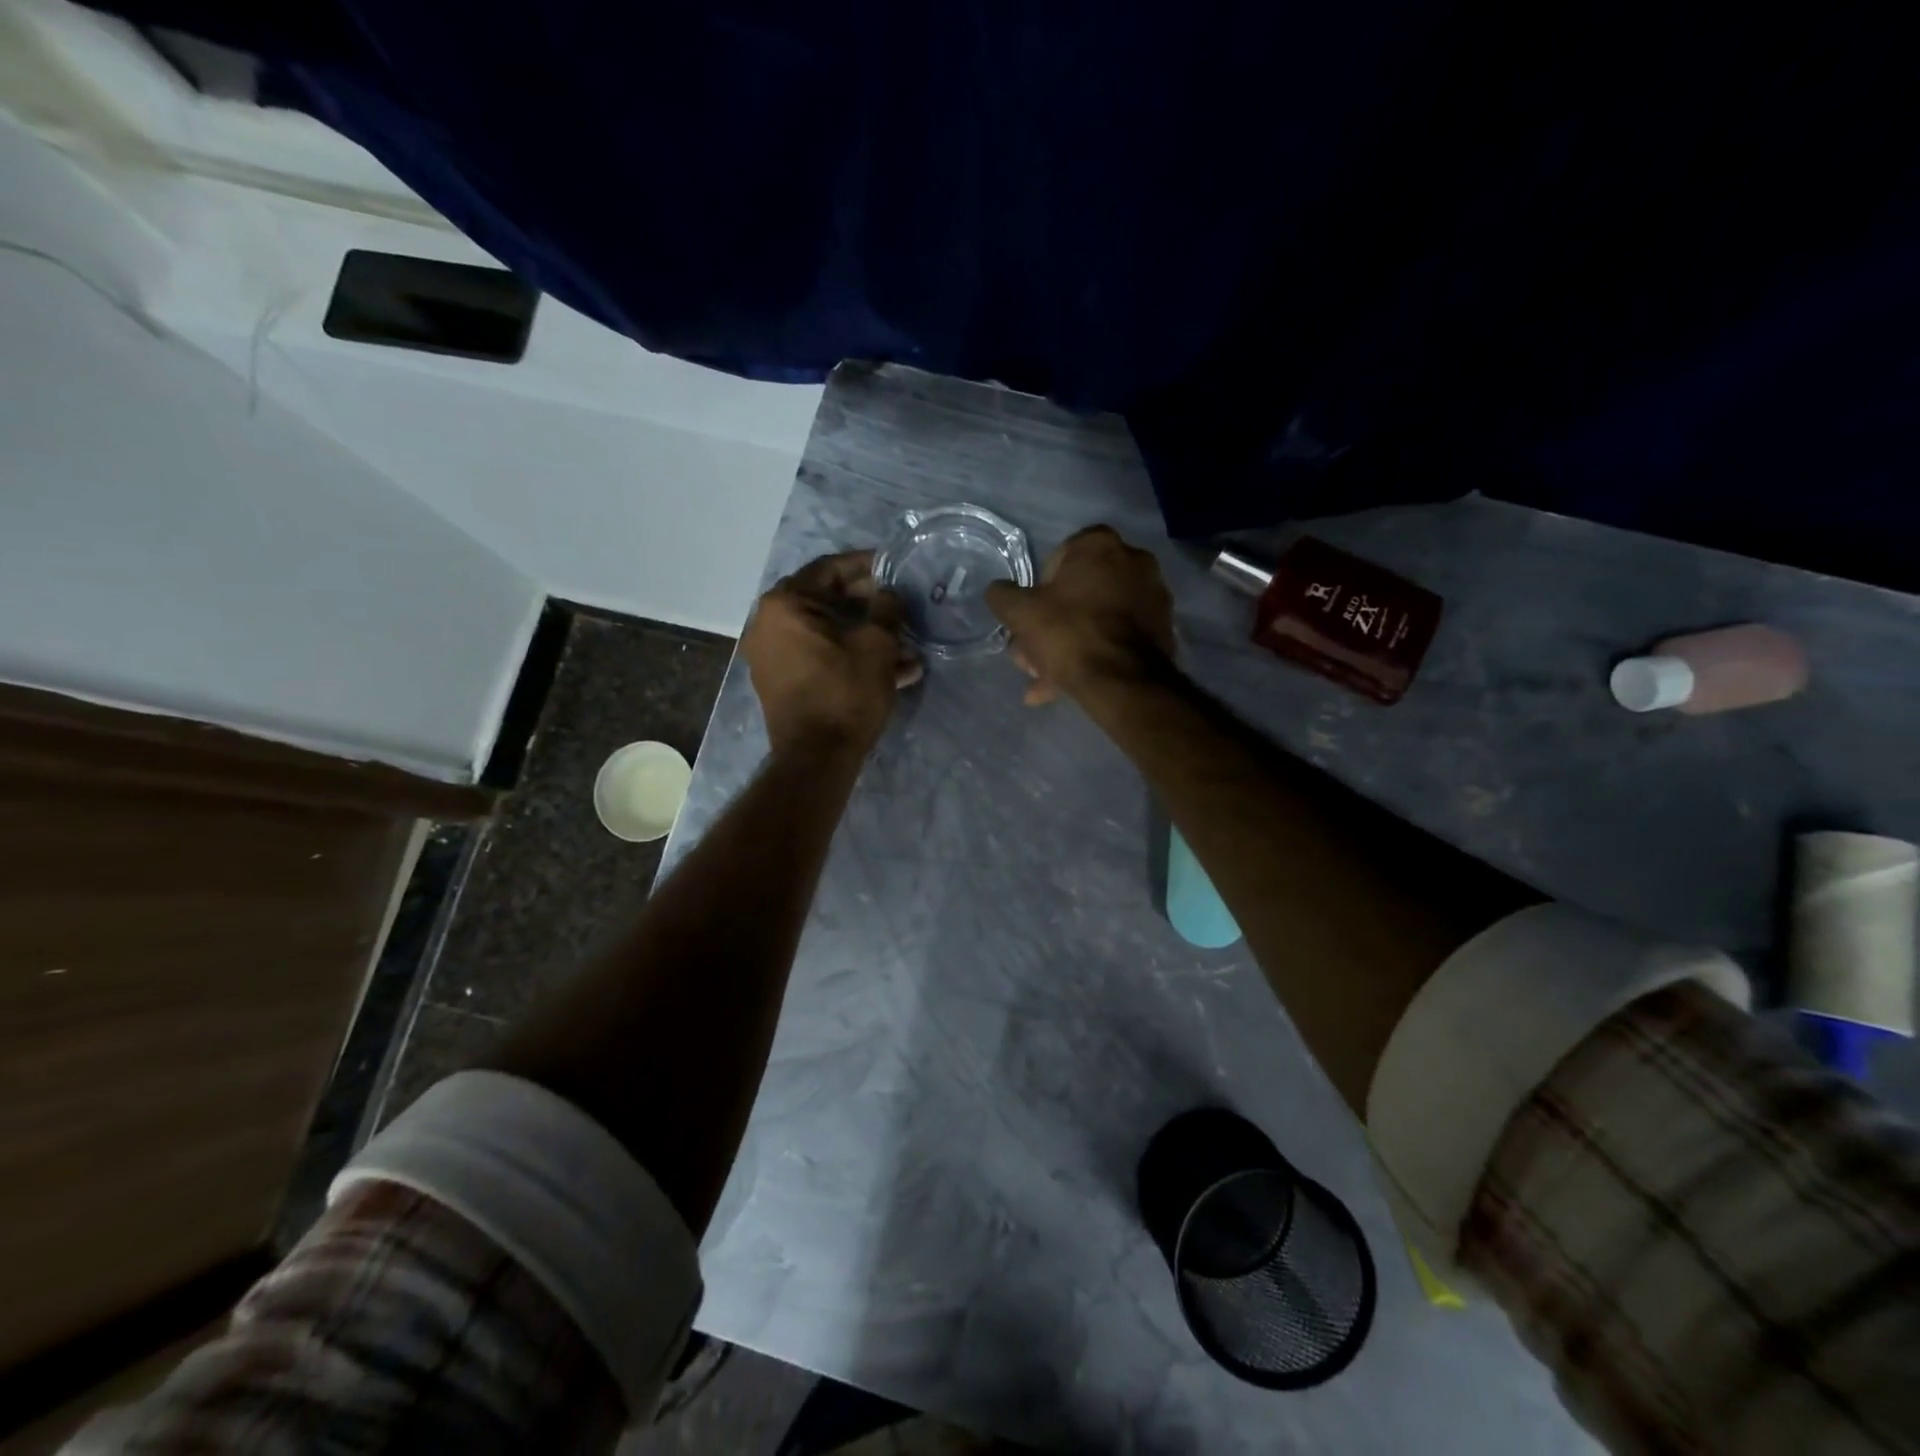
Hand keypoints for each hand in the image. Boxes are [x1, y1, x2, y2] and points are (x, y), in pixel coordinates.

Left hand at [743, 551, 922, 754]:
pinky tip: (895, 671)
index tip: (894, 565)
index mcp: (784, 605)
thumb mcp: (876, 645)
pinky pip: (822, 658)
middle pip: (828, 602)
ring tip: (907, 647)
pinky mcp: (784, 683)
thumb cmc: (845, 692)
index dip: (866, 565)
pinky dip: (852, 659)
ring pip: (829, 634)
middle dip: (870, 607)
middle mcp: (769, 625)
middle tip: (903, 607)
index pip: (829, 569)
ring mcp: (774, 656)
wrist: (817, 758)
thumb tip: (889, 595)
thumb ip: (886, 609)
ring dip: (867, 637)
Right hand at [984, 525, 1175, 704]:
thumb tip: (998, 591)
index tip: (1033, 616)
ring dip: (1071, 646)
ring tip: (1046, 682)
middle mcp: (1135, 561)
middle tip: (1033, 655)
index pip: (1060, 556)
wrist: (1122, 681)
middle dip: (1053, 625)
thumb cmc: (1068, 633)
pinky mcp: (1163, 630)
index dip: (1040, 589)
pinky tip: (1071, 686)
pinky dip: (1096, 656)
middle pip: (1081, 592)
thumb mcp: (1020, 612)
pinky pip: (1118, 639)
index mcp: (1101, 545)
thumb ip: (1003, 595)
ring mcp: (1154, 597)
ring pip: (1098, 620)